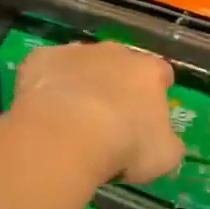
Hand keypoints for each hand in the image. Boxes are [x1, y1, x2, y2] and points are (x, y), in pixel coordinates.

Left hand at [12, 41, 185, 185]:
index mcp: (149, 72)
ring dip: (80, 83)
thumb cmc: (125, 145)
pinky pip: (46, 69)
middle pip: (120, 64)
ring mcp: (76, 52)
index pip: (161, 74)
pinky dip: (46, 84)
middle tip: (108, 119)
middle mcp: (115, 52)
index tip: (148, 115)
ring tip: (71, 117)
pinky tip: (42, 109)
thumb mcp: (164, 156)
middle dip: (116, 85)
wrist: (67, 134)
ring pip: (82, 64)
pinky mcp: (41, 58)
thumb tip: (164, 141)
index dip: (156, 92)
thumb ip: (168, 142)